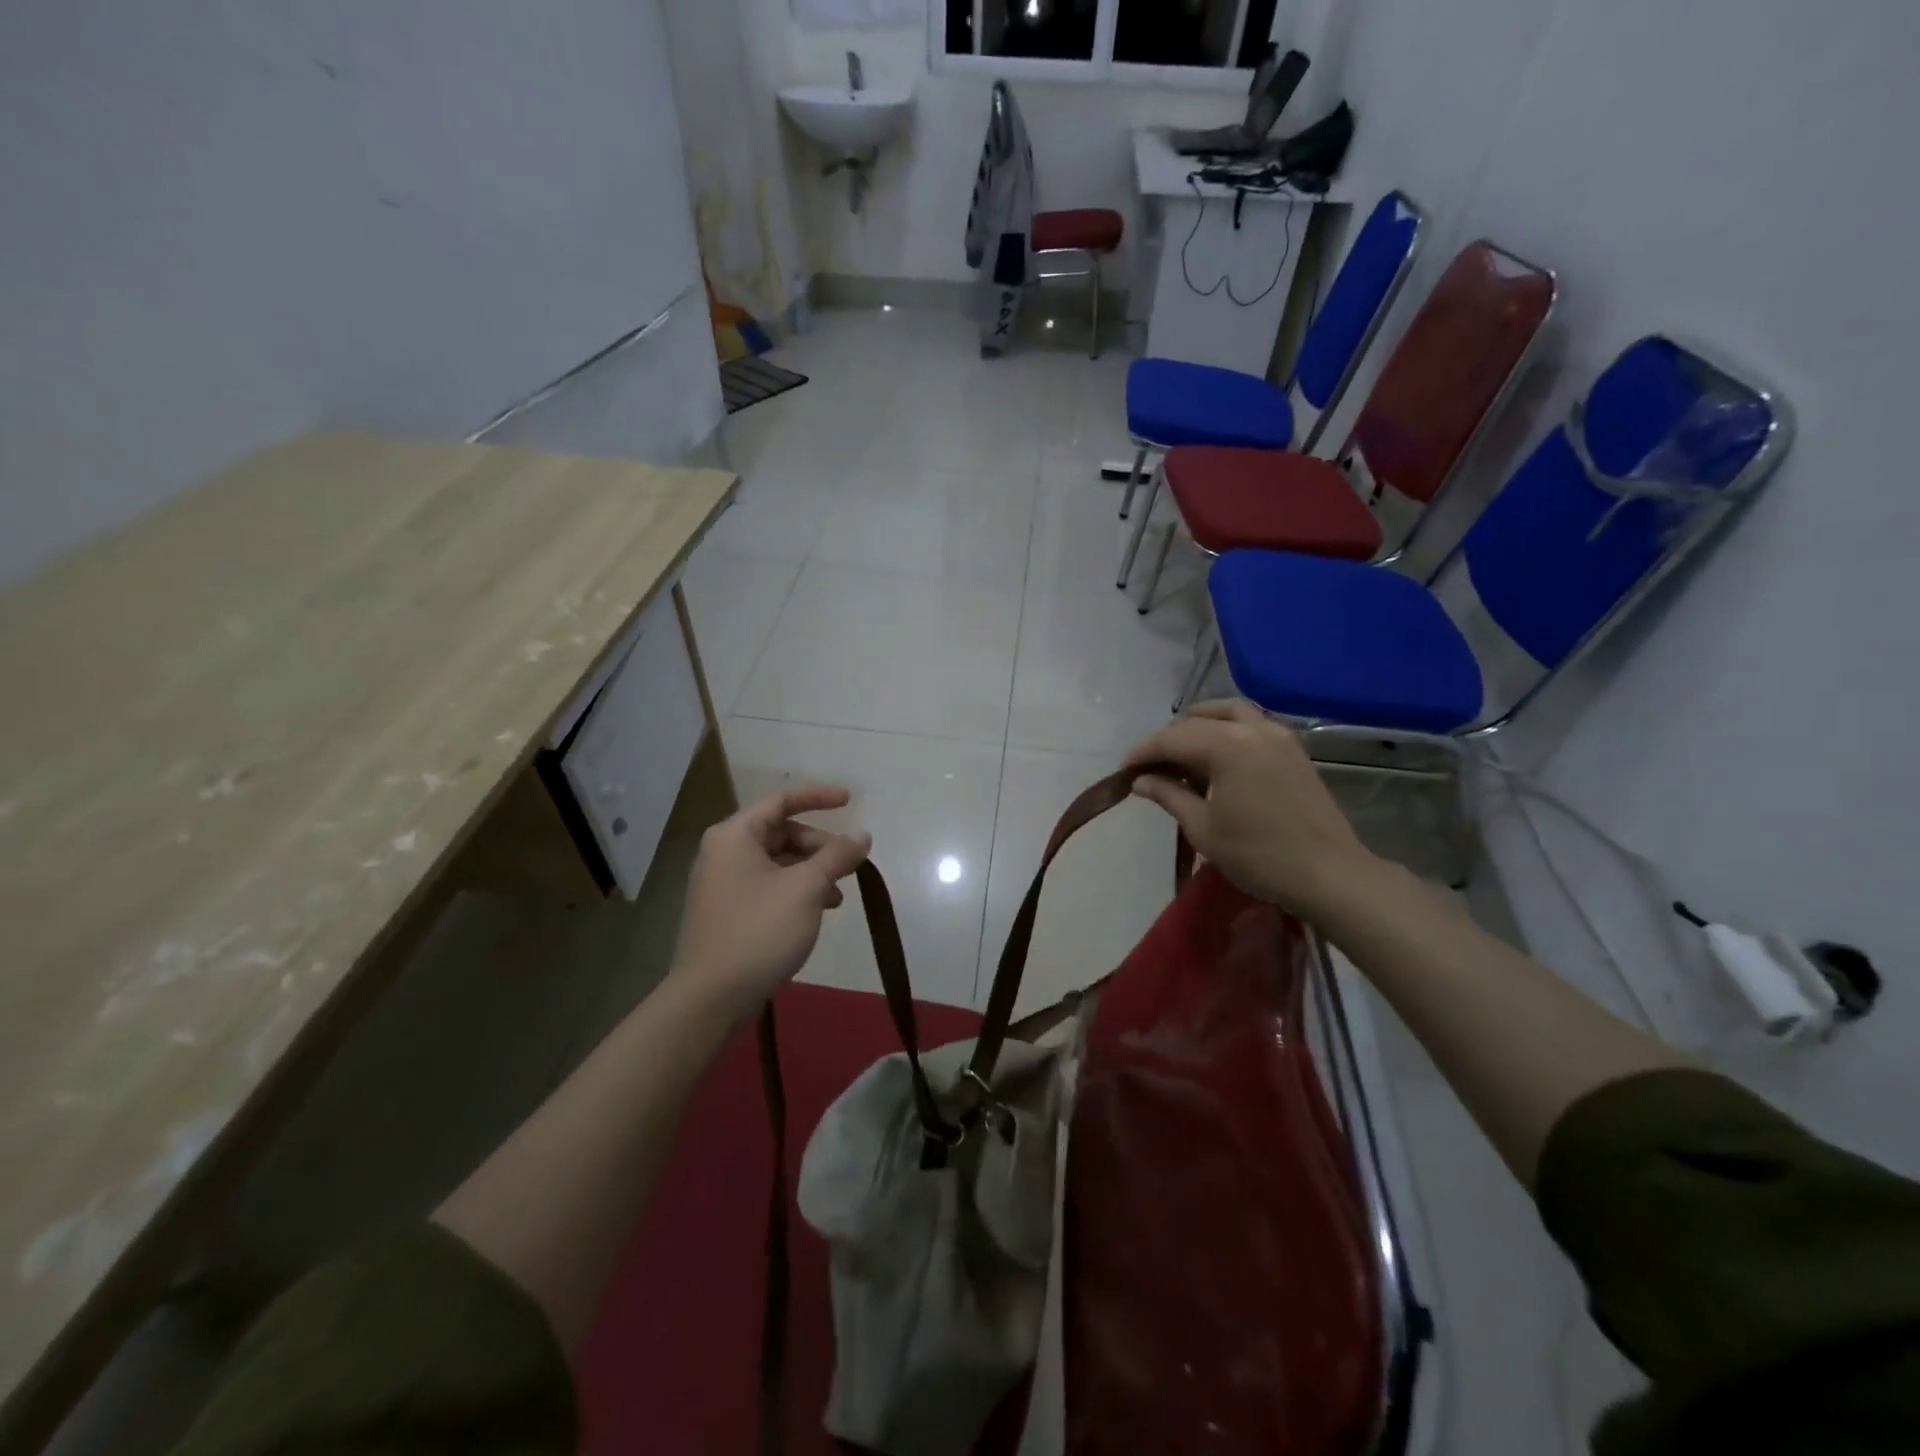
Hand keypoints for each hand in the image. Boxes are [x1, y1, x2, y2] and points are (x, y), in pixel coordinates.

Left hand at [669, 786, 871, 1022]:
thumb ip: (837, 856)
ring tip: (838, 895)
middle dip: (819, 845)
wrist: (711, 997)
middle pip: (781, 832)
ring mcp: (723, 883)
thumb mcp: (806, 889)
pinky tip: (818, 912)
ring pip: (777, 862)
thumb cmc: (759, 931)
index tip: (851, 800)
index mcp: (735, 835)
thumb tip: (862, 836)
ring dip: (812, 871)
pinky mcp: (728, 911)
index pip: (782, 800)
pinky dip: (796, 890)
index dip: (818, 796)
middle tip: (849, 864)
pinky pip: (768, 885)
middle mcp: (724, 852)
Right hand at [1124, 700, 1381, 919]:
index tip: (1125, 770)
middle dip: (1170, 740)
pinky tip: (1217, 758)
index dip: (1144, 752)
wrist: (1328, 873)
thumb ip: (1169, 795)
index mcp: (1227, 745)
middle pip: (1199, 721)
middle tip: (1150, 767)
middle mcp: (1253, 729)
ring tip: (1183, 753)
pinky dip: (1227, 730)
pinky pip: (1252, 724)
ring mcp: (1278, 736)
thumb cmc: (1258, 855)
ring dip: (1200, 725)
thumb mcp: (1203, 827)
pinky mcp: (1293, 749)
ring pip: (1229, 713)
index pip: (1173, 738)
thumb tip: (1141, 780)